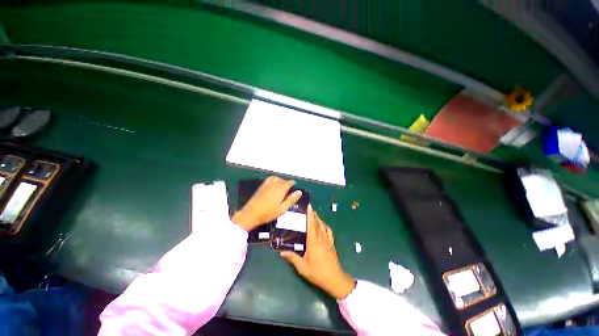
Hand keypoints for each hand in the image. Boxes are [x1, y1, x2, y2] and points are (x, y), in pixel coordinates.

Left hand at [231, 176, 301, 231]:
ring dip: (280, 180)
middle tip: (288, 188)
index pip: (288, 183)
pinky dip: (273, 180)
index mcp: (280, 190)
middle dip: (286, 182)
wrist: (251, 214)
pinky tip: (273, 186)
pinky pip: (269, 179)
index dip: (292, 183)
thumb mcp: (282, 209)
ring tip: (281, 186)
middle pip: (282, 180)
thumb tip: (299, 192)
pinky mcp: (261, 186)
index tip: (294, 185)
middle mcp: (274, 184)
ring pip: (275, 178)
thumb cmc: (268, 213)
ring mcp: (266, 184)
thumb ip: (291, 200)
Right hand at [280, 205, 355, 299]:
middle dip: (314, 215)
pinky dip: (326, 226)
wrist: (334, 278)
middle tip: (311, 208)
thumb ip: (292, 258)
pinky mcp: (332, 244)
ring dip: (319, 219)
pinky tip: (324, 226)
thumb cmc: (317, 272)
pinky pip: (329, 232)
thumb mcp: (302, 267)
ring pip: (323, 226)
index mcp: (313, 241)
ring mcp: (328, 240)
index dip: (310, 215)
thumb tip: (281, 252)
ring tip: (316, 215)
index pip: (311, 224)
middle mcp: (321, 238)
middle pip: (317, 223)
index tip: (309, 207)